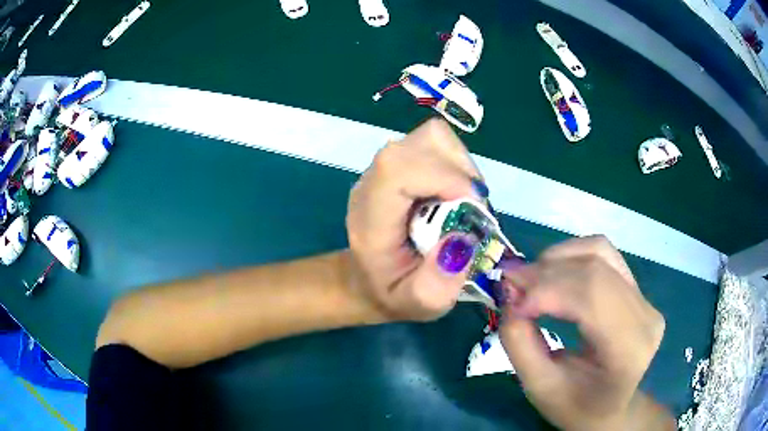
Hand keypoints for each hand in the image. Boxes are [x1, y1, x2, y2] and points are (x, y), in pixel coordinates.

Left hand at [346, 119, 485, 321]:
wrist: (369, 278)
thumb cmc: (394, 292)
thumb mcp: (419, 304)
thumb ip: (438, 284)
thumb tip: (462, 238)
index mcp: (370, 219)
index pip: (397, 169)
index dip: (443, 176)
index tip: (472, 205)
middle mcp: (373, 183)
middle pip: (420, 142)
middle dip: (459, 170)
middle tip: (471, 207)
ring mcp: (383, 168)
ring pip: (431, 137)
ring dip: (460, 166)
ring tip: (463, 201)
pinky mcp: (397, 164)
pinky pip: (434, 145)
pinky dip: (455, 163)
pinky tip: (453, 193)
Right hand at [498, 236, 667, 430]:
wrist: (609, 408)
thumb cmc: (575, 406)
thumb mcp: (540, 388)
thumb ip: (520, 344)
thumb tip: (509, 297)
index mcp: (629, 350)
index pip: (592, 297)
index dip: (547, 290)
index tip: (511, 302)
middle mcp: (645, 316)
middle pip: (594, 270)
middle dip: (546, 272)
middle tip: (510, 283)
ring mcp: (645, 299)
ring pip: (599, 252)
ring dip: (558, 258)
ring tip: (530, 279)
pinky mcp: (637, 290)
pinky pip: (604, 255)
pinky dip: (572, 256)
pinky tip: (553, 272)